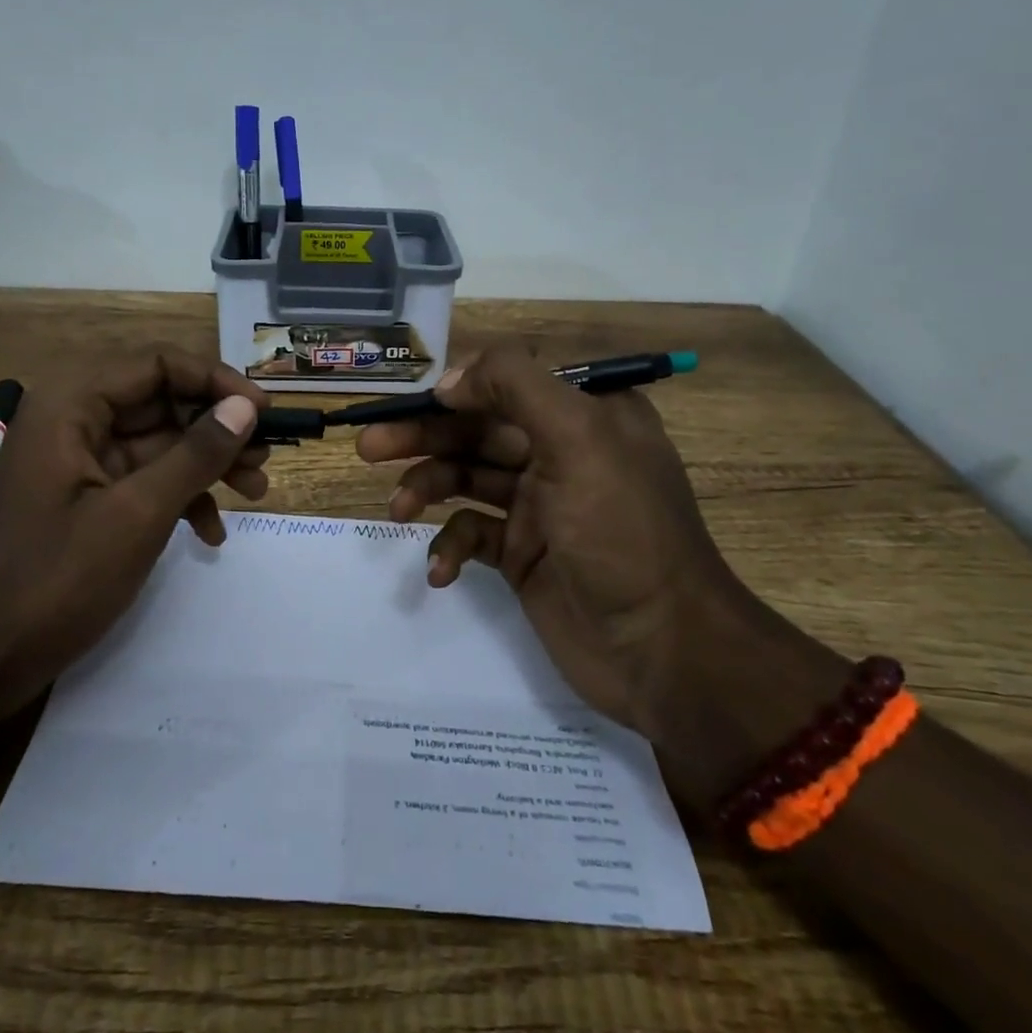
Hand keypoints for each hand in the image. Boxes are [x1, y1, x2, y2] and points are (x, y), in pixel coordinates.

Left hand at [0, 347, 268, 700]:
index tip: (263, 413)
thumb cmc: (53, 582)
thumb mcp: (137, 514)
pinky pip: (141, 481)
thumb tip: (246, 407)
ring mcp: (76, 463)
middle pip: (160, 401)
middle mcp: (73, 421)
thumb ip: (195, 454)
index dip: (216, 380)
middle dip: (217, 429)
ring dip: (206, 465)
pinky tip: (210, 535)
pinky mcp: (81, 501)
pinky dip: (178, 499)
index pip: (159, 363)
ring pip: (157, 443)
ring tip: (255, 493)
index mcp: (73, 405)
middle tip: (264, 460)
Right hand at [357, 347, 777, 748]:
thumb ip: (515, 386)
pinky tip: (440, 570)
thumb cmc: (623, 532)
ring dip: (427, 489)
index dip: (456, 389)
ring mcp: (539, 506)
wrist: (663, 651)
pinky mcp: (522, 554)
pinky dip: (449, 546)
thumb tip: (449, 380)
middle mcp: (560, 452)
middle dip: (423, 437)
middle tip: (368, 447)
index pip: (506, 383)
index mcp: (584, 415)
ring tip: (397, 510)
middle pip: (476, 430)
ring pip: (466, 479)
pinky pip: (471, 534)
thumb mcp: (579, 437)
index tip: (411, 405)